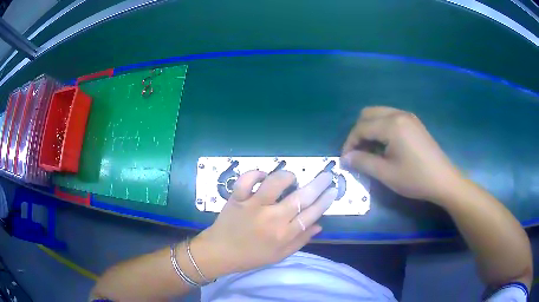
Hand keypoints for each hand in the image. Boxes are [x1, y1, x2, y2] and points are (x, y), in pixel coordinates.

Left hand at [191, 170, 336, 278]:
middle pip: (301, 197)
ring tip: (291, 178)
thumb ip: (300, 241)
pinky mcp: (237, 198)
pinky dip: (255, 174)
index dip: (325, 201)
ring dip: (287, 177)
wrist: (219, 253)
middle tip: (327, 174)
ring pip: (275, 183)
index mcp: (283, 234)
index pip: (311, 214)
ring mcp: (253, 206)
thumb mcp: (279, 255)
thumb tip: (319, 225)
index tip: (333, 190)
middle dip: (318, 184)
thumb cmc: (251, 256)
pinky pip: (247, 180)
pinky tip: (262, 176)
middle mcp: (271, 218)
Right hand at [341, 106, 461, 201]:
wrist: (443, 180)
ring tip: (370, 150)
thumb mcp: (386, 173)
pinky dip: (382, 128)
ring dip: (370, 129)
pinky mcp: (414, 123)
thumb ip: (363, 162)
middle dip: (358, 132)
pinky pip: (391, 118)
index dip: (350, 143)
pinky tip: (385, 145)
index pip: (361, 127)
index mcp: (392, 125)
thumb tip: (346, 158)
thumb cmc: (415, 178)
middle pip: (368, 114)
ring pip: (379, 114)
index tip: (346, 160)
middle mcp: (399, 114)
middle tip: (357, 152)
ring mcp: (408, 117)